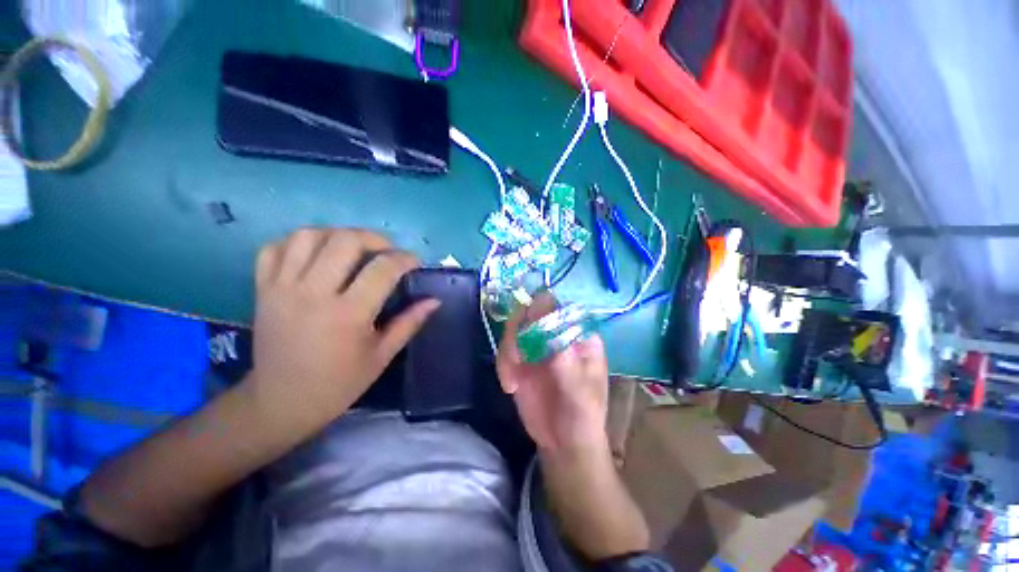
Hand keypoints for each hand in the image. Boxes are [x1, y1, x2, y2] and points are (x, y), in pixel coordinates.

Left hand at [247, 228, 439, 429]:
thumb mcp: (382, 356)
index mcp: (348, 314)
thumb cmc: (339, 383)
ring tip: (354, 248)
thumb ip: (409, 323)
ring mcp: (282, 288)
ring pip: (308, 236)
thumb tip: (435, 300)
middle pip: (345, 241)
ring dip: (338, 234)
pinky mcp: (262, 290)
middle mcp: (313, 293)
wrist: (280, 403)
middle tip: (387, 251)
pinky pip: (275, 248)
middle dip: (374, 238)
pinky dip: (298, 242)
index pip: (383, 269)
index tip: (414, 263)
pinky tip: (317, 253)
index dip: (405, 259)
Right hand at [496, 293, 608, 452]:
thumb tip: (549, 331)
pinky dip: (502, 365)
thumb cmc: (582, 416)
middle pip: (532, 311)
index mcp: (578, 335)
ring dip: (508, 350)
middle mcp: (556, 334)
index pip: (561, 307)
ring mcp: (537, 344)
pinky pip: (504, 348)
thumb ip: (566, 362)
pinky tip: (510, 386)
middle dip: (519, 330)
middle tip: (517, 356)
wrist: (563, 444)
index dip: (543, 310)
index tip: (530, 329)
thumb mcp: (580, 393)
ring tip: (512, 380)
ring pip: (514, 327)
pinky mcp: (521, 358)